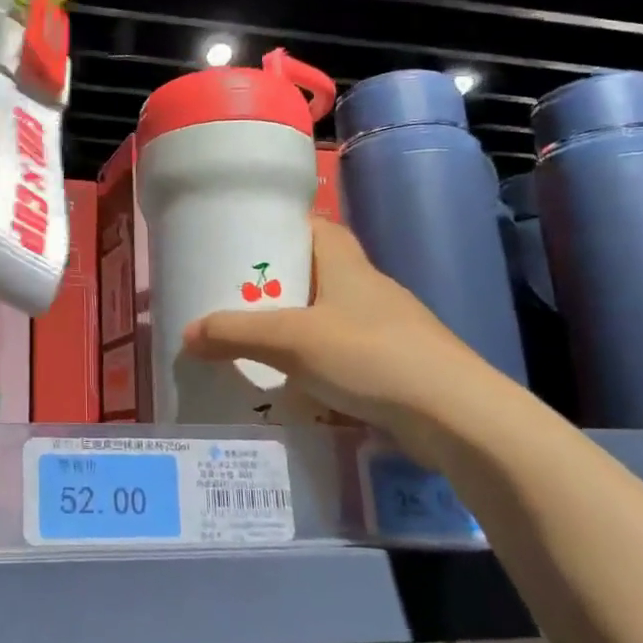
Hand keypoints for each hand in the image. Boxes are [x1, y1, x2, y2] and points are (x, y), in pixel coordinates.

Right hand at [182, 217, 493, 435]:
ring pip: (330, 318)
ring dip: (297, 328)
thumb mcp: (290, 340)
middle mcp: (369, 289)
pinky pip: (345, 355)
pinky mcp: (397, 367)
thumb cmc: (369, 356)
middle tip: (235, 300)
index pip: (316, 227)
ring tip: (255, 344)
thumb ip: (234, 334)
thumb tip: (186, 334)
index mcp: (347, 266)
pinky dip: (318, 364)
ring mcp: (388, 329)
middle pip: (318, 274)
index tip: (247, 241)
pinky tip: (294, 385)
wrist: (455, 415)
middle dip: (279, 286)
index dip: (283, 227)